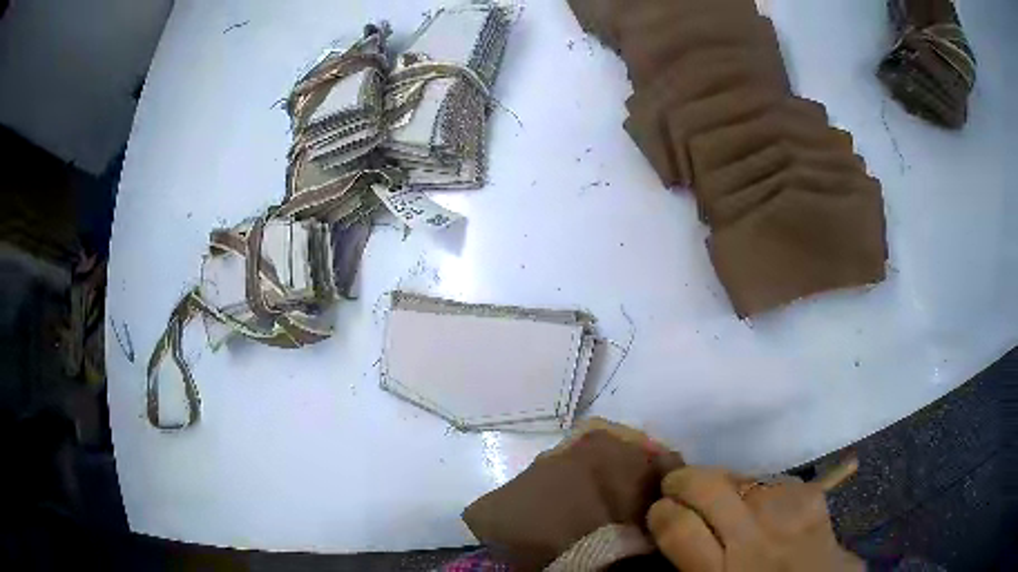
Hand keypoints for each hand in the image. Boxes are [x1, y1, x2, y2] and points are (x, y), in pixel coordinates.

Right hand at [646, 467, 863, 571]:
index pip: (677, 527)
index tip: (660, 511)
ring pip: (741, 476)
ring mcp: (788, 513)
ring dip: (725, 484)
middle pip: (708, 486)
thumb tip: (667, 526)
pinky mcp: (812, 497)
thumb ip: (690, 561)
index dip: (660, 512)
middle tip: (677, 486)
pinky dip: (761, 488)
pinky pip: (773, 479)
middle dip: (683, 479)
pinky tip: (763, 503)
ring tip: (725, 498)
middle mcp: (754, 540)